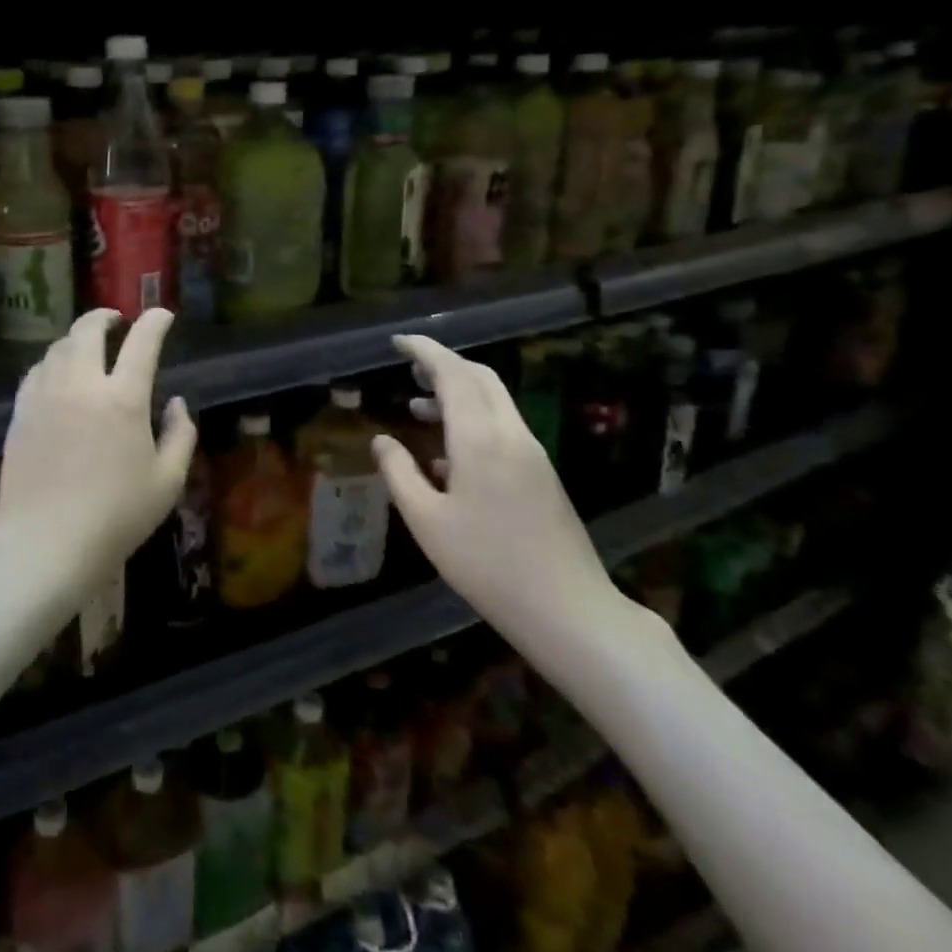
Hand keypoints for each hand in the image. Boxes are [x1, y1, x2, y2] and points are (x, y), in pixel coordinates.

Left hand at [0, 308, 197, 598]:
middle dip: (104, 317)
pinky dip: (51, 362)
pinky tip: (56, 374)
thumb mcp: (167, 482)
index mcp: (124, 399)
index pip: (142, 343)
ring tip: (87, 346)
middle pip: (88, 331)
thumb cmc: (116, 516)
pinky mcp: (20, 413)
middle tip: (116, 320)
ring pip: (58, 347)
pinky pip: (36, 372)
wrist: (45, 543)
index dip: (155, 322)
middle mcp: (82, 385)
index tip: (162, 315)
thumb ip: (180, 435)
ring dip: (76, 338)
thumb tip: (177, 403)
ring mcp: (46, 396)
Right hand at [372, 334, 628, 654]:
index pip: (452, 373)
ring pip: (494, 400)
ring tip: (420, 408)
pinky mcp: (542, 473)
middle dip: (444, 365)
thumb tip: (382, 440)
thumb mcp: (427, 522)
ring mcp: (532, 452)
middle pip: (480, 377)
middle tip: (409, 371)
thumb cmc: (487, 564)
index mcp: (480, 438)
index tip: (398, 342)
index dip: (424, 351)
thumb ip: (399, 473)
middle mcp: (510, 434)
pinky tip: (449, 456)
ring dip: (458, 392)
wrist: (568, 609)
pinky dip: (473, 418)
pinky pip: (503, 426)